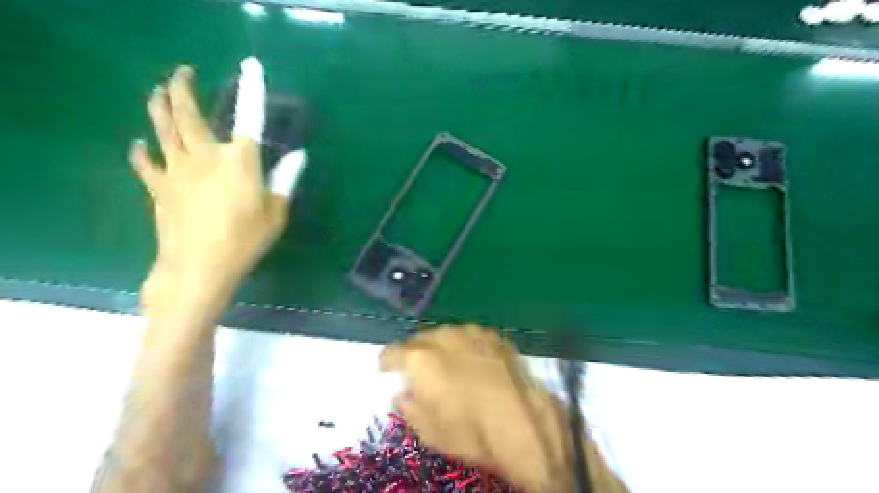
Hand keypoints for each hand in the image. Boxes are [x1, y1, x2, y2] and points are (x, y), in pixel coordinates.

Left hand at [131, 66, 287, 308]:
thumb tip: (300, 156)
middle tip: (182, 73)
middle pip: (187, 114)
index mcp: (239, 161)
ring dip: (159, 106)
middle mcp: (205, 156)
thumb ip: (285, 181)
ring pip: (162, 129)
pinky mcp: (158, 188)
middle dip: (183, 89)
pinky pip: (145, 163)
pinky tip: (139, 144)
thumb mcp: (276, 213)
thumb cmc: (245, 241)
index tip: (251, 65)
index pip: (249, 117)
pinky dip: (141, 151)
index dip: (252, 90)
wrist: (198, 268)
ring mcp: (177, 170)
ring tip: (158, 91)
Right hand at [381, 325, 572, 491]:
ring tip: (449, 365)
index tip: (388, 371)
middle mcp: (443, 336)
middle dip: (414, 353)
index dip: (386, 362)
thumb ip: (407, 406)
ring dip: (440, 347)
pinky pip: (469, 336)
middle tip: (419, 371)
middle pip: (418, 339)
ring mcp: (471, 332)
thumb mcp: (429, 431)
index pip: (391, 351)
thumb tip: (401, 392)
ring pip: (444, 334)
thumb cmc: (471, 433)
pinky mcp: (493, 335)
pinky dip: (465, 346)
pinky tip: (474, 362)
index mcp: (420, 359)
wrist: (524, 424)